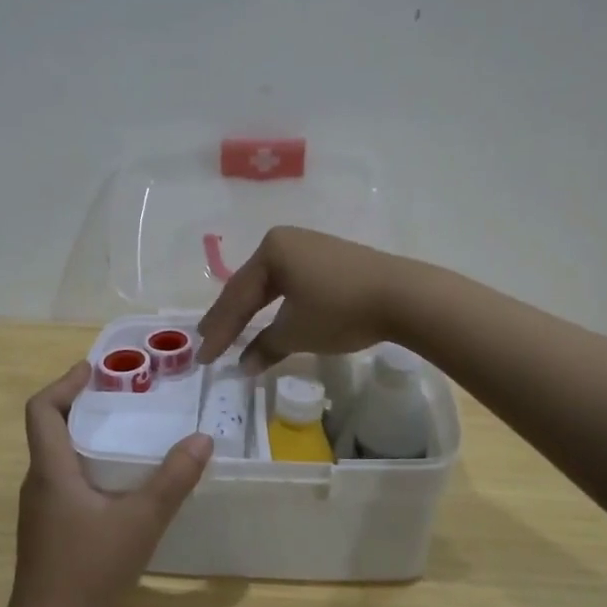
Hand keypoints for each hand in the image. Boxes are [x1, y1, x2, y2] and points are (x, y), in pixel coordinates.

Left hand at [10, 363, 212, 606]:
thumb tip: (202, 439)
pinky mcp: (48, 531)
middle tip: (124, 398)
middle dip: (82, 406)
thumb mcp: (141, 520)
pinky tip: (120, 484)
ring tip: (127, 434)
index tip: (94, 370)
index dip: (64, 383)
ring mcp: (40, 510)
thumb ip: (173, 479)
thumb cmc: (89, 569)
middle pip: (50, 429)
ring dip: (86, 438)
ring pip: (58, 458)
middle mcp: (38, 483)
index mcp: (50, 470)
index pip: (41, 410)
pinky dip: (88, 467)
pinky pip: (64, 482)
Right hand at [196, 226, 409, 370]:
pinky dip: (277, 306)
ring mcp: (310, 248)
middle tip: (208, 341)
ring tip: (232, 332)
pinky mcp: (330, 260)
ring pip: (271, 285)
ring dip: (252, 312)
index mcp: (271, 250)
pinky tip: (270, 319)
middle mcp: (286, 241)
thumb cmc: (340, 309)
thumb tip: (244, 366)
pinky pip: (292, 284)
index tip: (203, 357)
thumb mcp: (296, 332)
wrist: (403, 296)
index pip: (236, 296)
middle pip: (250, 287)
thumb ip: (265, 347)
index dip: (218, 330)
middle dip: (229, 317)